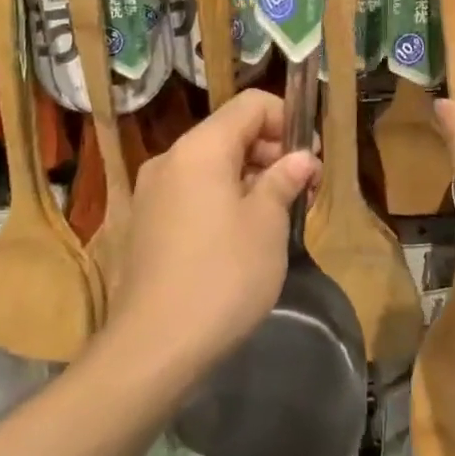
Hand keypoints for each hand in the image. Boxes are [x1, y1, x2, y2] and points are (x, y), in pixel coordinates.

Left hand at [112, 90, 318, 368]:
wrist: (152, 350)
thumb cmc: (222, 277)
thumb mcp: (267, 225)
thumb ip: (284, 180)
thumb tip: (301, 158)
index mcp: (200, 148)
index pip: (251, 105)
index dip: (287, 120)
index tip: (309, 158)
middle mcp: (170, 159)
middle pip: (229, 132)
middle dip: (270, 151)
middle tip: (301, 189)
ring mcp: (151, 192)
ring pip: (211, 164)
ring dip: (248, 177)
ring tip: (276, 216)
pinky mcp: (145, 224)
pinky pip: (192, 192)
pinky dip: (222, 198)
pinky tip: (240, 236)